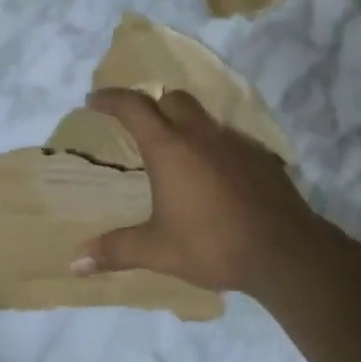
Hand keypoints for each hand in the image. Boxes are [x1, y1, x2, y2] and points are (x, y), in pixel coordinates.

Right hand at [74, 89, 323, 294]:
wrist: (285, 251)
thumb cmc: (213, 244)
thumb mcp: (158, 250)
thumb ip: (116, 250)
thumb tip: (75, 262)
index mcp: (169, 147)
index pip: (133, 107)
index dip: (111, 99)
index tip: (94, 100)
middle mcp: (200, 134)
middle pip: (172, 99)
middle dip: (153, 105)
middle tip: (139, 126)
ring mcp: (234, 142)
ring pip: (203, 117)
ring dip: (185, 124)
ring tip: (177, 154)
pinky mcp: (260, 156)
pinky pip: (229, 139)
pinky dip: (214, 147)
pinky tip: (215, 176)